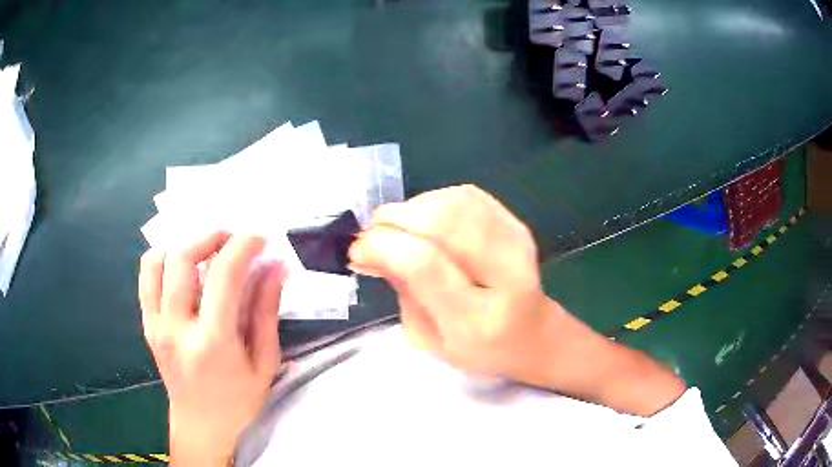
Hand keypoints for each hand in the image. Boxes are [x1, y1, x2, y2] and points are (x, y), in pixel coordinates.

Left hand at [139, 232, 285, 465]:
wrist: (201, 425)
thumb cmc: (238, 400)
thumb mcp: (264, 363)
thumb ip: (266, 312)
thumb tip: (275, 267)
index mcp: (212, 341)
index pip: (224, 275)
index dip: (243, 246)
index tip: (259, 238)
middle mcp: (177, 327)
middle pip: (181, 257)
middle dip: (209, 237)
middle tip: (231, 240)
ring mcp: (156, 325)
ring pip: (156, 261)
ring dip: (182, 246)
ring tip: (204, 252)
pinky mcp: (147, 325)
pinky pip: (146, 277)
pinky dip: (164, 261)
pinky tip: (182, 270)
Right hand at [348, 185, 545, 378]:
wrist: (531, 336)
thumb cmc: (477, 349)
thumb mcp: (427, 339)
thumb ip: (402, 290)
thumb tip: (370, 246)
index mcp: (478, 319)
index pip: (424, 264)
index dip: (382, 246)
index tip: (357, 251)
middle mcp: (506, 275)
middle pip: (443, 222)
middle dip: (394, 218)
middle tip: (373, 234)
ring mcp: (517, 243)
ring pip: (453, 202)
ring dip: (412, 208)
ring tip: (397, 229)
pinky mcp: (517, 224)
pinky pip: (467, 196)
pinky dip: (434, 201)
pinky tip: (424, 220)